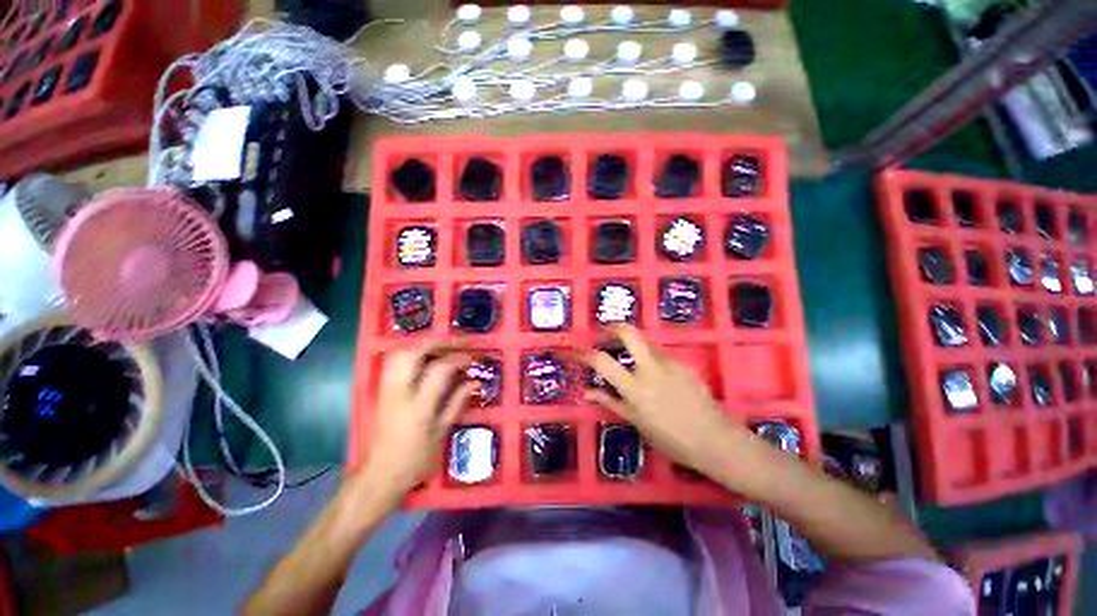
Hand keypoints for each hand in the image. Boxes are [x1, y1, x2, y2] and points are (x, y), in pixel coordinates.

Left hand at [355, 342, 474, 504]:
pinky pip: (393, 362)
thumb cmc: (414, 461)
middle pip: (413, 352)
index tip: (472, 358)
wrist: (378, 477)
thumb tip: (473, 382)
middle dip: (437, 343)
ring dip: (422, 346)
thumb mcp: (441, 434)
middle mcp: (398, 393)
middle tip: (456, 345)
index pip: (439, 369)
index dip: (458, 358)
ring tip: (441, 349)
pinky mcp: (379, 392)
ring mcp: (385, 390)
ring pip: (399, 353)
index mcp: (418, 407)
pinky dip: (411, 354)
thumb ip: (456, 404)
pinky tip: (424, 360)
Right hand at [583, 324, 749, 476]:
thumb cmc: (671, 438)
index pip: (602, 361)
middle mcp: (650, 368)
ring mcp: (669, 362)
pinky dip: (648, 355)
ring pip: (645, 341)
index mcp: (635, 387)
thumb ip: (611, 402)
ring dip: (632, 342)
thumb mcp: (636, 422)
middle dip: (613, 327)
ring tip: (626, 354)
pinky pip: (659, 352)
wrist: (715, 439)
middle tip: (604, 333)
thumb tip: (587, 392)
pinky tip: (651, 371)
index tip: (577, 351)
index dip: (585, 353)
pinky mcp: (682, 363)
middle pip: (628, 333)